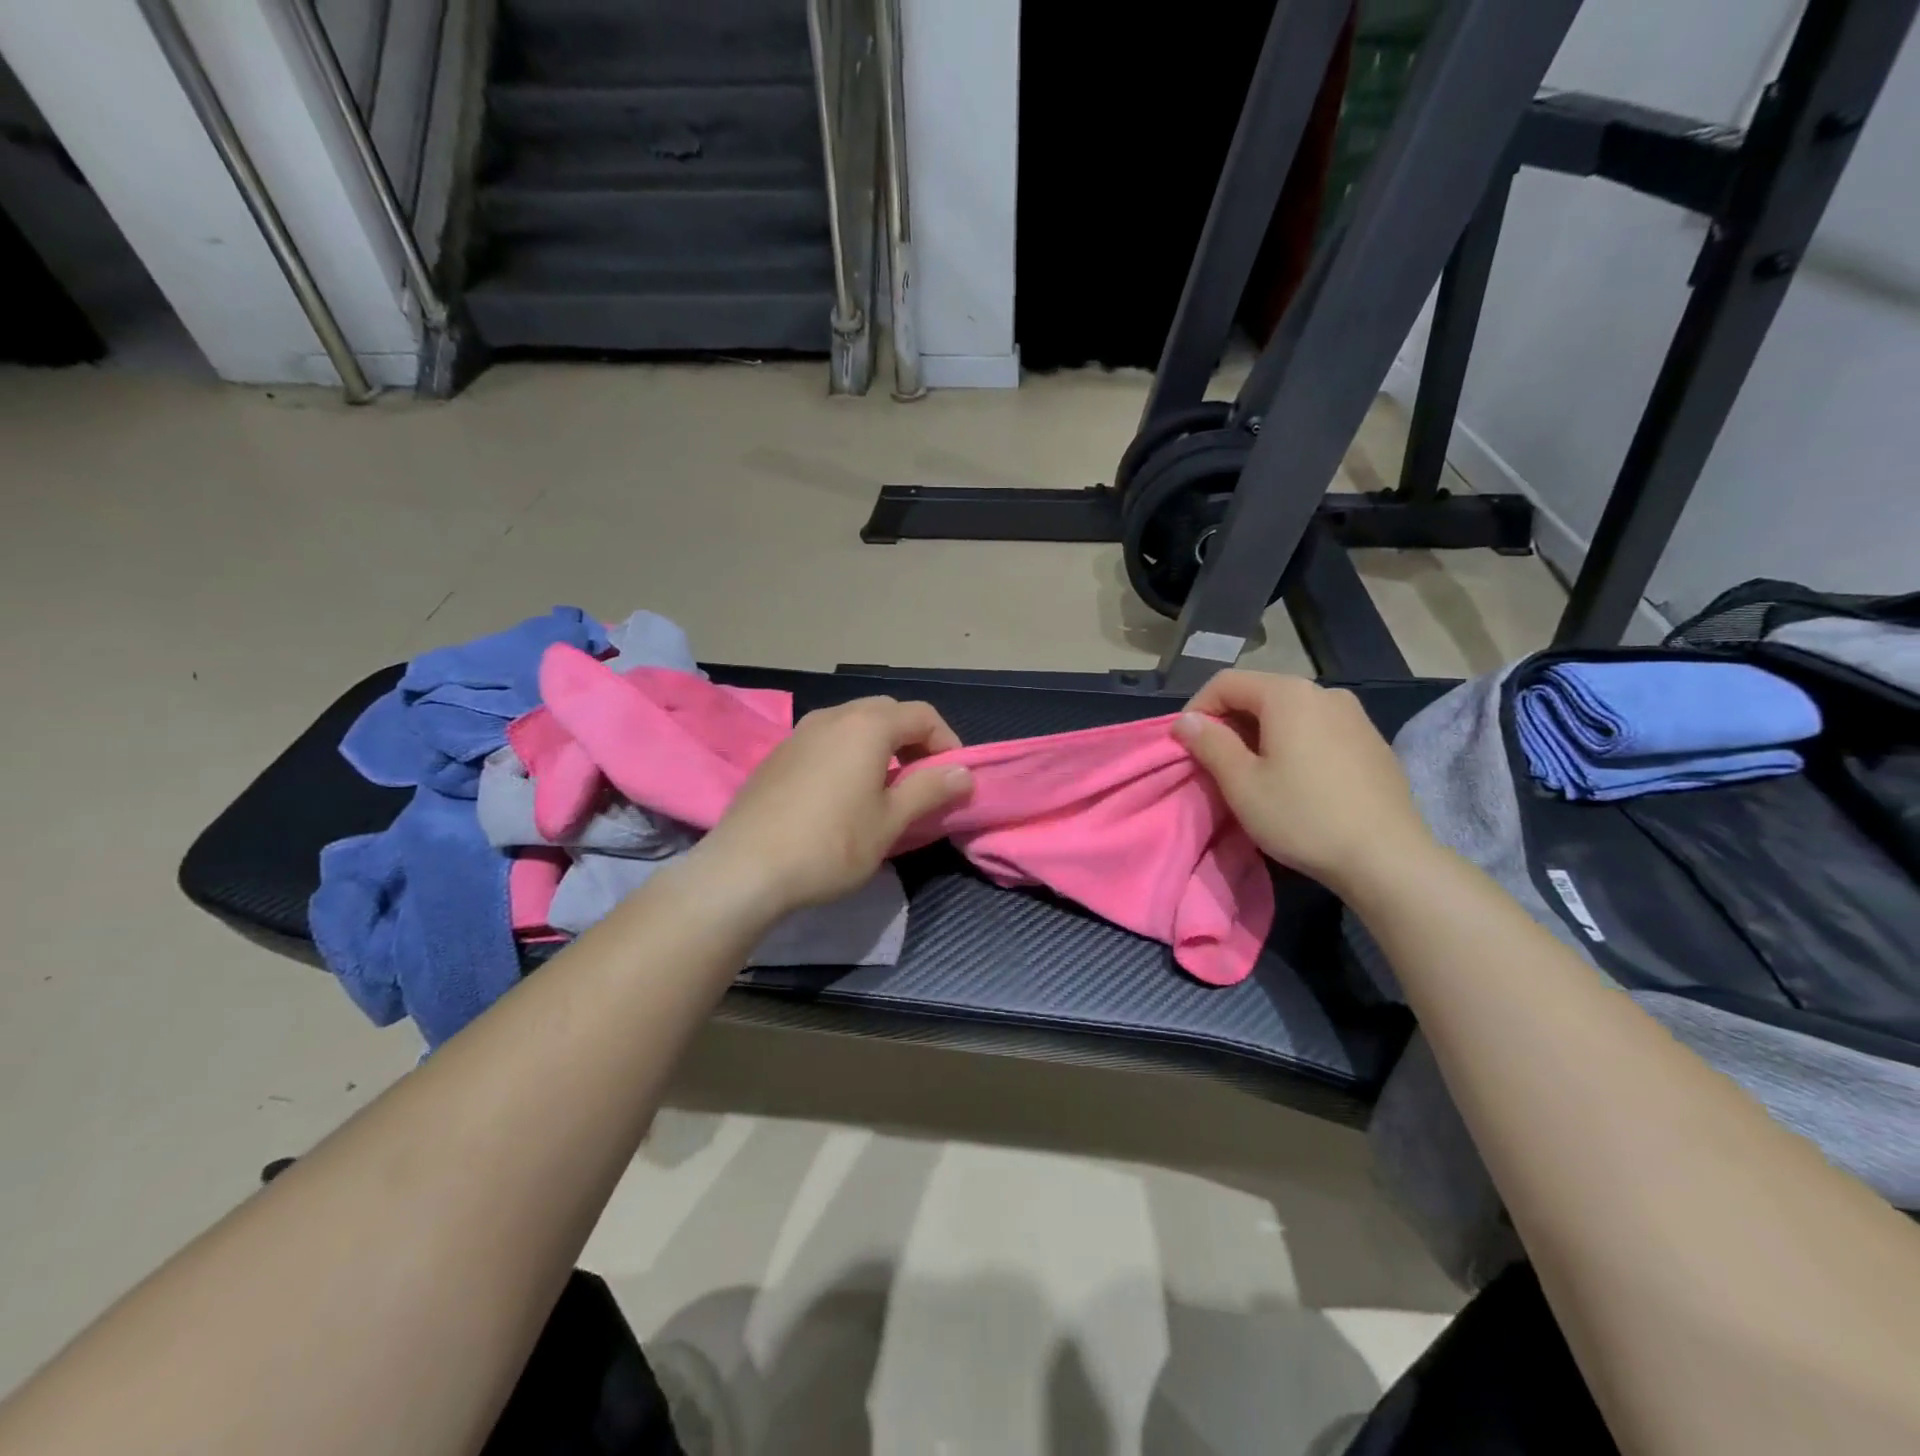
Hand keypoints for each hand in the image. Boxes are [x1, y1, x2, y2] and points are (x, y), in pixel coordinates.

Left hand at [692, 697, 974, 914]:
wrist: (744, 869)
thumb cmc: (830, 844)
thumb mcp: (890, 822)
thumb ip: (930, 789)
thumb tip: (964, 773)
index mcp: (867, 725)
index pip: (922, 715)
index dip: (947, 743)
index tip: (953, 779)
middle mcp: (832, 716)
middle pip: (887, 713)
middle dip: (913, 741)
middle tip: (921, 781)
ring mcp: (799, 732)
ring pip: (853, 724)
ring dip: (879, 747)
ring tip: (883, 789)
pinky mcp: (777, 754)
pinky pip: (826, 741)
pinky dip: (847, 755)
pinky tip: (841, 796)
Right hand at [1172, 671, 1433, 893]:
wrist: (1387, 858)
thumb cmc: (1303, 816)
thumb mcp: (1242, 783)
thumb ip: (1209, 743)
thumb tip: (1186, 720)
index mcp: (1288, 694)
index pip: (1226, 682)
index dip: (1197, 709)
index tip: (1186, 746)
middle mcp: (1324, 692)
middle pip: (1260, 694)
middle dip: (1229, 723)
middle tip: (1215, 764)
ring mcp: (1355, 716)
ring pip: (1290, 713)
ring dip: (1261, 735)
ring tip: (1254, 774)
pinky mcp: (1372, 742)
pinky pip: (1318, 730)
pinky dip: (1294, 744)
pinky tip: (1296, 782)